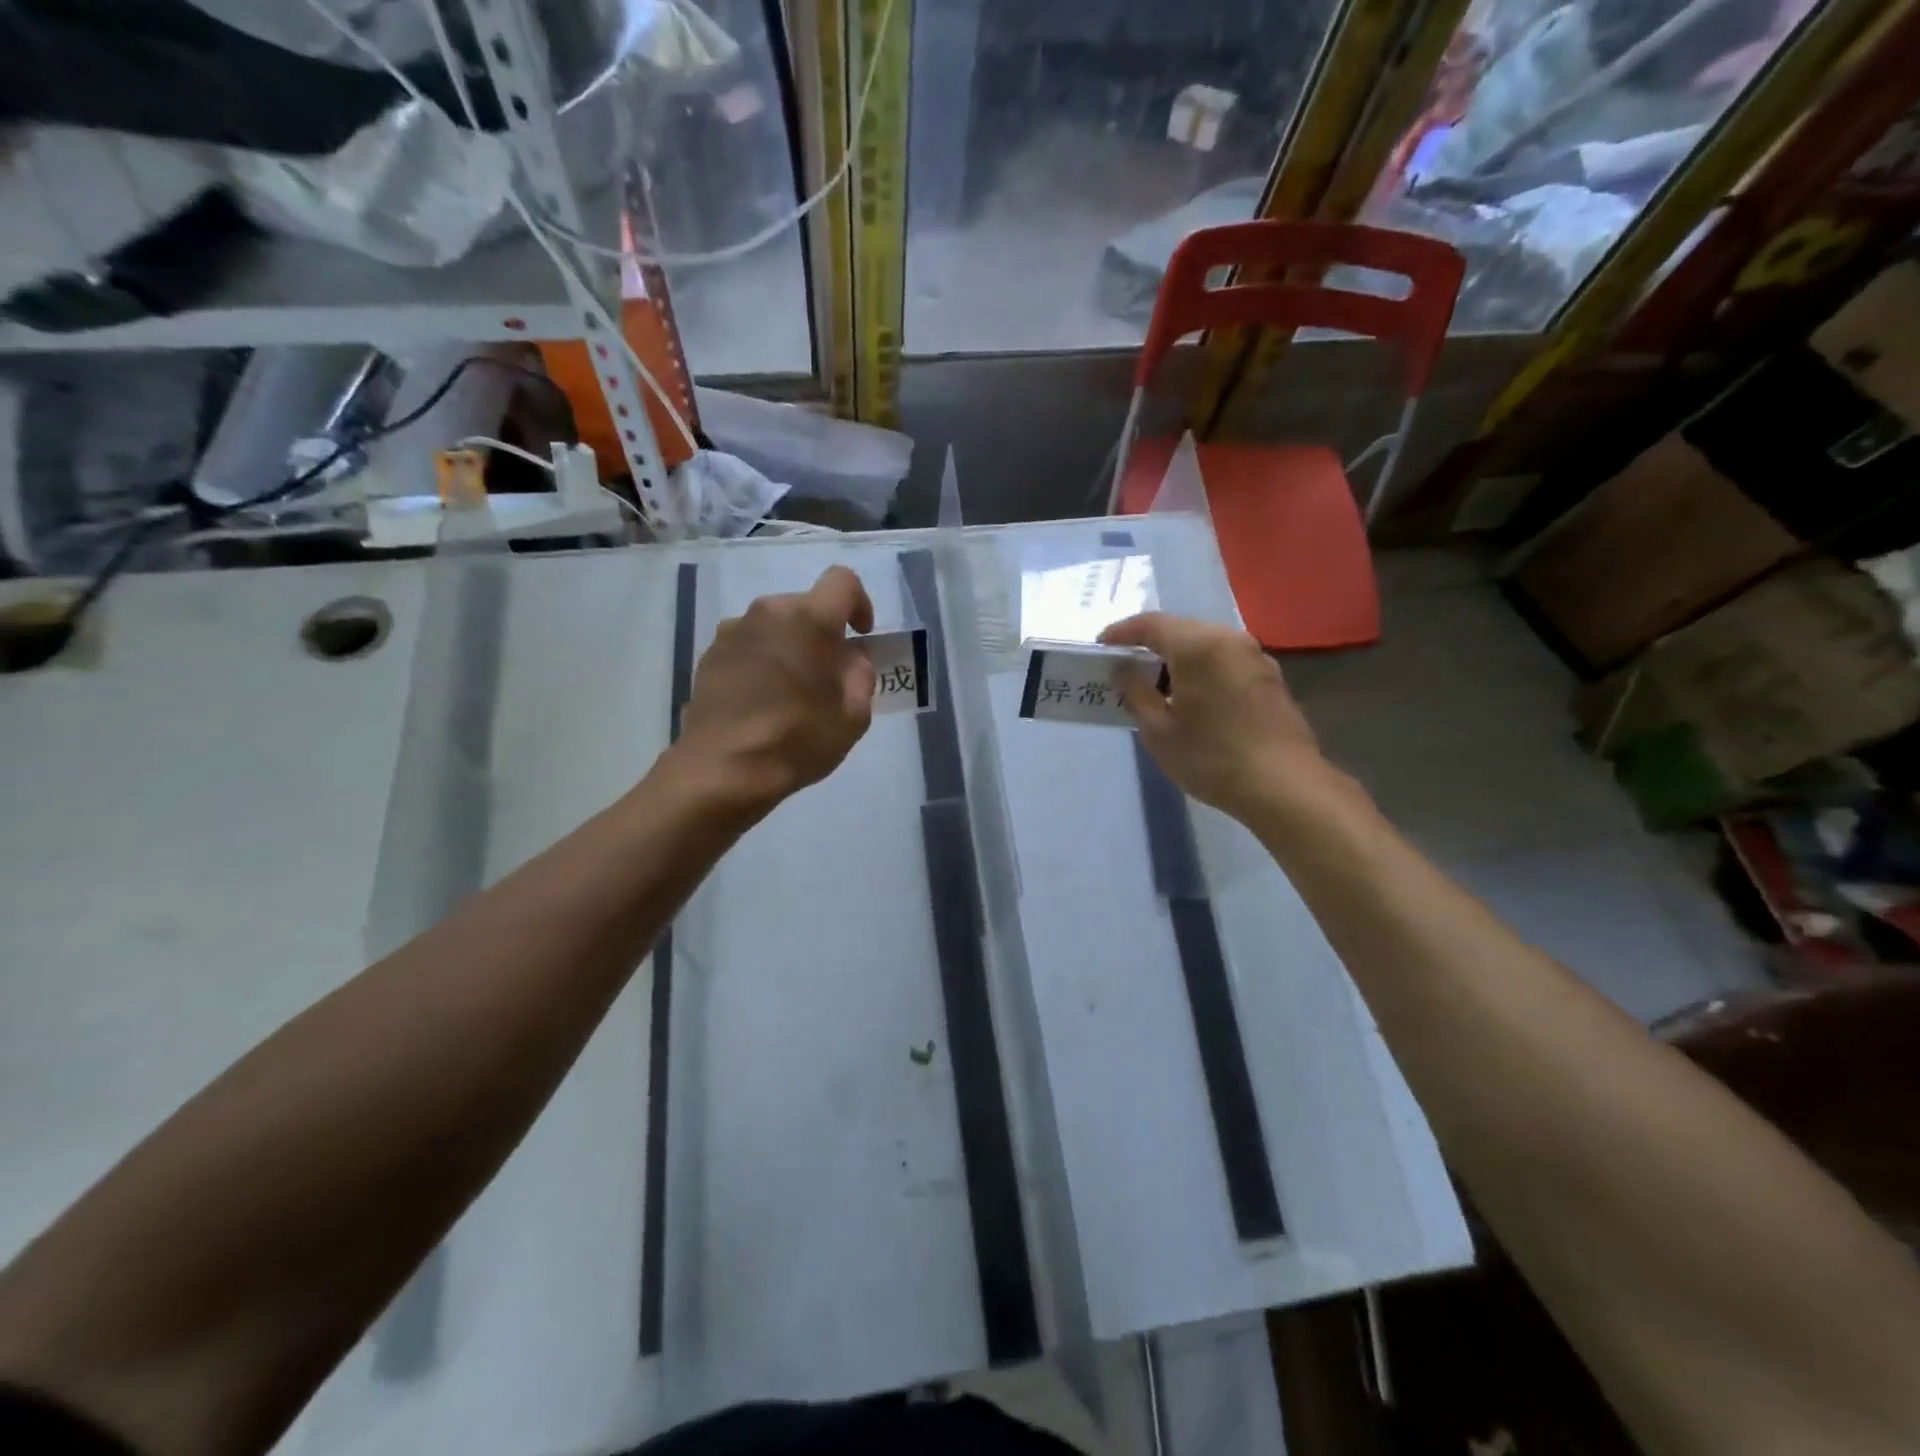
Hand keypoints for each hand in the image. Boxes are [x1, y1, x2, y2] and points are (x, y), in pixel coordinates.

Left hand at [673, 565, 876, 814]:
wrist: (723, 769)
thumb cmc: (798, 740)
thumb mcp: (853, 715)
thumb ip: (860, 674)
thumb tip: (850, 656)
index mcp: (810, 619)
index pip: (843, 581)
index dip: (860, 603)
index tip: (861, 635)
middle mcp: (768, 611)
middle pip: (805, 606)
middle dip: (821, 632)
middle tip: (827, 674)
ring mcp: (733, 630)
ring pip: (774, 625)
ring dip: (788, 646)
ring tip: (790, 690)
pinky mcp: (709, 654)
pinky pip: (748, 644)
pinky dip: (761, 661)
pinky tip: (761, 700)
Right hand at [1101, 613, 1334, 821]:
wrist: (1284, 786)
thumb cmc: (1211, 758)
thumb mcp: (1159, 731)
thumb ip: (1136, 693)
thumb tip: (1123, 670)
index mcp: (1198, 646)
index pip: (1150, 624)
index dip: (1121, 632)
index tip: (1101, 647)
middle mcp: (1229, 639)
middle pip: (1180, 629)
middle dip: (1150, 643)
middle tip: (1126, 667)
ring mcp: (1255, 656)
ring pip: (1206, 643)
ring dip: (1178, 657)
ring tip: (1157, 685)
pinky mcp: (1271, 676)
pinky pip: (1225, 659)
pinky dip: (1202, 668)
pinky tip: (1193, 696)